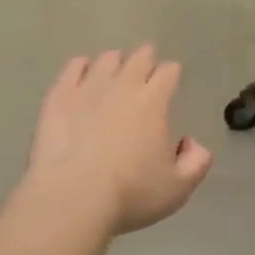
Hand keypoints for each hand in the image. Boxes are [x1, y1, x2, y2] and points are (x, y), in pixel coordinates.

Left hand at [26, 48, 213, 232]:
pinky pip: (73, 67)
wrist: (73, 196)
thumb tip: (191, 143)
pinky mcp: (59, 96)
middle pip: (139, 57)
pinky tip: (82, 71)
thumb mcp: (178, 188)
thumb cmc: (130, 193)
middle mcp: (123, 85)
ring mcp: (88, 87)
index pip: (168, 72)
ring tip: (114, 70)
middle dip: (146, 59)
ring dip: (115, 61)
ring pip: (106, 59)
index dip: (172, 72)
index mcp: (154, 101)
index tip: (171, 77)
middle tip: (146, 67)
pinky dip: (81, 66)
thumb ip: (196, 162)